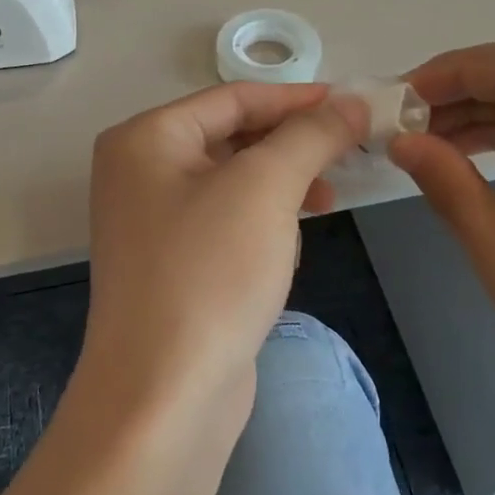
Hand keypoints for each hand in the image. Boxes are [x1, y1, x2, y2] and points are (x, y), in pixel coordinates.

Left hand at [79, 82, 365, 429]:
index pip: (232, 98)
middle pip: (232, 137)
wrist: (165, 395)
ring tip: (328, 197)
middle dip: (292, 143)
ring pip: (233, 181)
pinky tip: (293, 239)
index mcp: (146, 140)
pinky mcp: (173, 264)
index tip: (353, 105)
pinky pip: (227, 221)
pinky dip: (264, 219)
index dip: (296, 98)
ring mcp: (153, 222)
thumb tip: (351, 101)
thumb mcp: (265, 188)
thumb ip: (310, 136)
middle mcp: (140, 172)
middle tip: (350, 151)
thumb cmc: (210, 273)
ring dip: (283, 182)